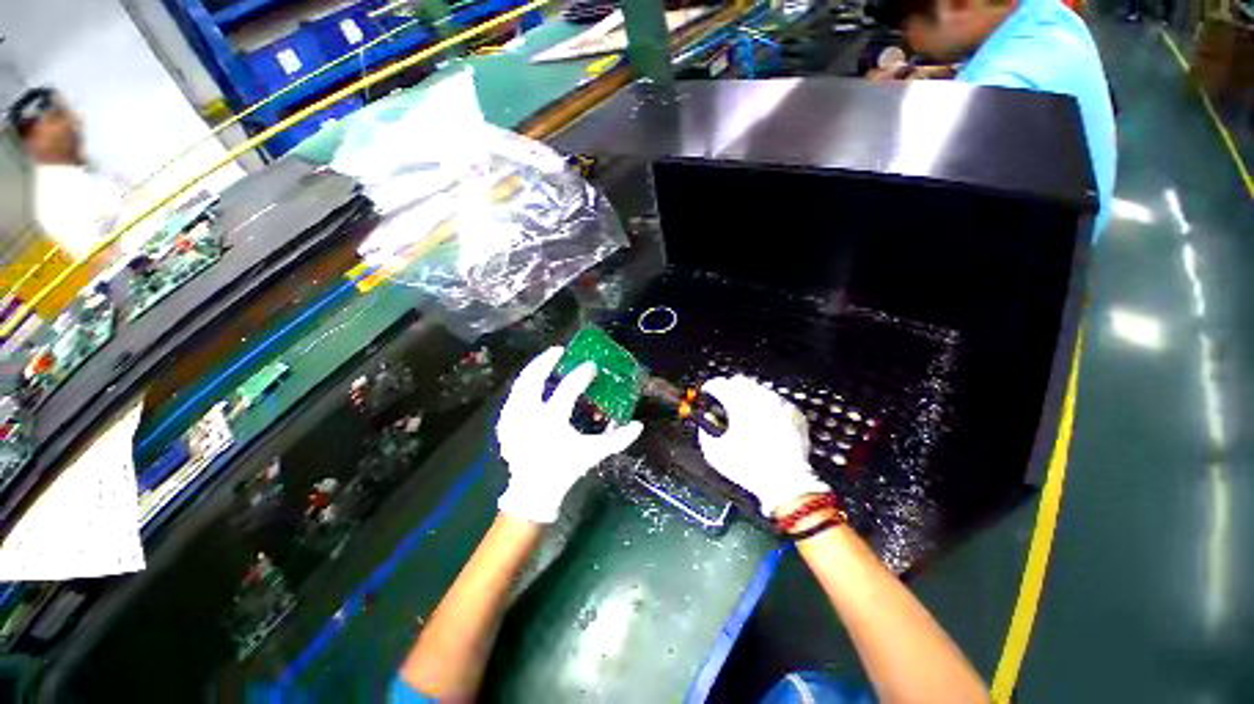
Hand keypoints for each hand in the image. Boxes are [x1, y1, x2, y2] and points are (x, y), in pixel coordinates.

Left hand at [496, 347, 642, 523]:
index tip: (590, 365)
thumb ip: (617, 440)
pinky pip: (513, 396)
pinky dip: (523, 385)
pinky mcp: (504, 423)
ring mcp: (513, 418)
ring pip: (520, 383)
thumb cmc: (564, 469)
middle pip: (533, 378)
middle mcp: (529, 415)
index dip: (581, 374)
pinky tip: (532, 382)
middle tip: (559, 350)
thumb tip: (639, 425)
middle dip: (546, 360)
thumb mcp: (593, 454)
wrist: (533, 491)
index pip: (568, 388)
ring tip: (545, 361)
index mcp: (552, 421)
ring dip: (533, 369)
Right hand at [698, 376, 829, 517]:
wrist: (786, 483)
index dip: (710, 387)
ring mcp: (779, 404)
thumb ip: (704, 432)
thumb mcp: (715, 453)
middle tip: (723, 400)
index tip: (707, 392)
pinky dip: (766, 405)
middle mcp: (760, 398)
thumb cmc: (749, 468)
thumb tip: (706, 423)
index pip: (719, 384)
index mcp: (739, 404)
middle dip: (729, 388)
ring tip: (743, 411)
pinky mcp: (794, 413)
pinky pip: (776, 400)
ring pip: (759, 388)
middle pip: (740, 381)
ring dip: (748, 395)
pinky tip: (763, 419)